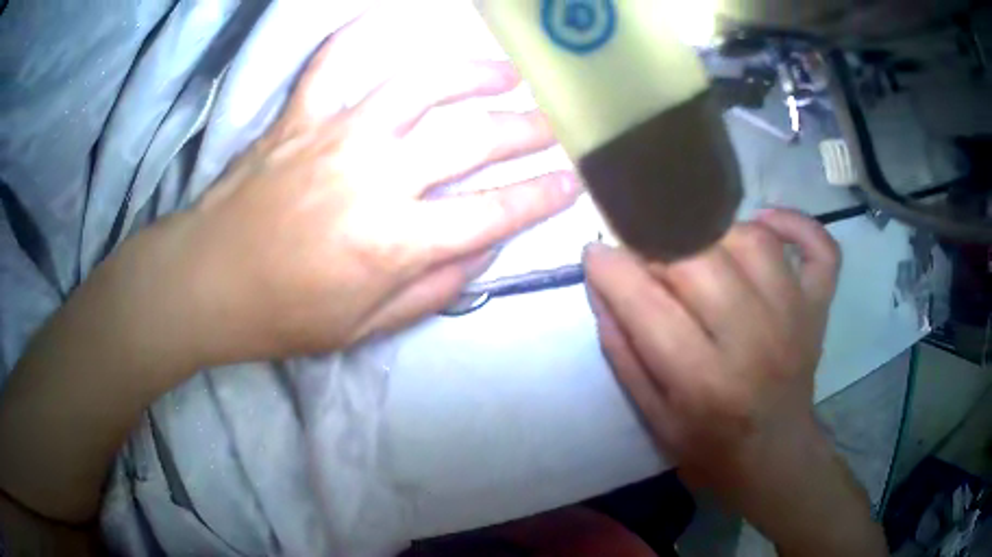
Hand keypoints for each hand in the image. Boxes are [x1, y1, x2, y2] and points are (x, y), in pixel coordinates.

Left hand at [172, 40, 578, 364]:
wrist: (206, 283)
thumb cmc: (282, 315)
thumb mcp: (365, 329)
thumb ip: (434, 289)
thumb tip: (482, 248)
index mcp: (392, 242)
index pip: (491, 213)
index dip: (540, 198)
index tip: (572, 183)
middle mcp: (373, 177)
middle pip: (468, 139)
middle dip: (524, 131)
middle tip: (553, 124)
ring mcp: (333, 136)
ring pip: (418, 85)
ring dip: (471, 73)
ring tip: (505, 73)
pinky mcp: (298, 117)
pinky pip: (334, 62)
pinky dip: (360, 37)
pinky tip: (390, 27)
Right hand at [584, 209, 838, 489]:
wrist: (774, 457)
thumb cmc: (708, 445)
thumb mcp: (652, 416)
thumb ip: (622, 350)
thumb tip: (601, 282)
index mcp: (705, 382)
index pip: (648, 303)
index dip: (613, 268)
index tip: (596, 252)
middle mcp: (755, 341)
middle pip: (700, 258)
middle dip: (658, 245)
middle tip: (646, 254)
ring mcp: (796, 318)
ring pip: (752, 240)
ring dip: (713, 232)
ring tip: (696, 249)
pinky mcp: (818, 307)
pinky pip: (819, 246)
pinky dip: (794, 223)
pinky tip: (763, 223)